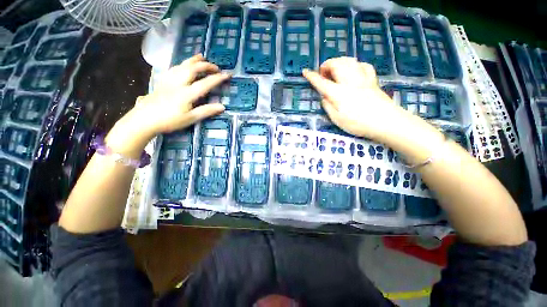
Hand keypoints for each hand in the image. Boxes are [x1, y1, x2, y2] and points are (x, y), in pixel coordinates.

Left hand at [107, 54, 229, 156]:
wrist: (144, 120)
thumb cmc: (169, 121)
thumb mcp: (190, 118)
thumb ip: (206, 111)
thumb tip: (222, 107)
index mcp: (187, 93)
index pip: (205, 83)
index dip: (217, 78)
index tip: (227, 74)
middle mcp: (178, 83)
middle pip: (193, 69)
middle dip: (206, 66)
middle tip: (216, 67)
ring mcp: (169, 81)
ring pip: (182, 65)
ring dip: (193, 60)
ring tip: (201, 56)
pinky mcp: (163, 81)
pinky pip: (173, 68)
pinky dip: (181, 64)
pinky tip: (183, 64)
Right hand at [304, 56, 443, 162]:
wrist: (385, 122)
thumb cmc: (358, 124)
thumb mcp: (337, 119)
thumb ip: (328, 106)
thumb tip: (324, 97)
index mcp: (338, 93)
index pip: (321, 82)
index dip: (312, 77)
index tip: (305, 71)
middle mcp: (349, 82)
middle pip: (336, 65)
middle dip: (326, 64)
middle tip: (322, 72)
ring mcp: (362, 79)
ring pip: (349, 61)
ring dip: (339, 61)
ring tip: (334, 68)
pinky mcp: (372, 80)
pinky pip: (363, 65)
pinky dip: (354, 64)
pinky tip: (353, 69)